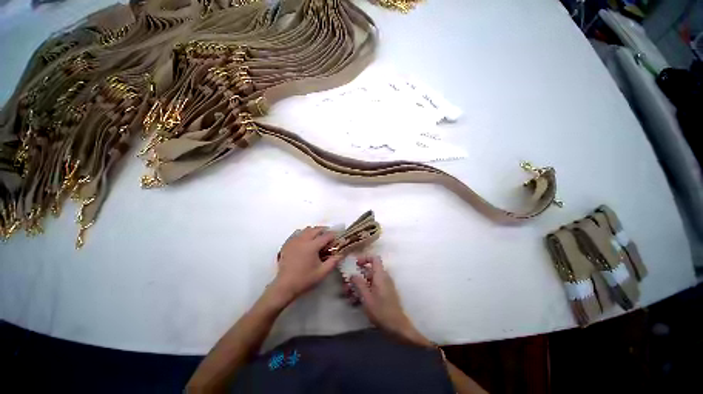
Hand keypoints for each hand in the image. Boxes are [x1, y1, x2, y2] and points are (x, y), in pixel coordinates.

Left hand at [270, 226, 343, 304]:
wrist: (285, 286)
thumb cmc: (305, 279)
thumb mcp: (322, 272)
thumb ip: (334, 261)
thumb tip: (342, 253)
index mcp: (312, 246)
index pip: (326, 235)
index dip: (333, 236)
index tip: (337, 239)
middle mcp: (303, 240)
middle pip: (316, 229)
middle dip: (324, 231)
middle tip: (329, 238)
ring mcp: (294, 241)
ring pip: (306, 230)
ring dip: (314, 232)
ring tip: (317, 239)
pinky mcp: (287, 244)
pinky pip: (297, 234)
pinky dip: (304, 235)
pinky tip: (306, 242)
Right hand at [351, 256, 431, 347]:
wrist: (397, 327)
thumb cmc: (381, 311)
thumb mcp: (366, 297)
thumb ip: (359, 283)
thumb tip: (352, 274)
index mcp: (380, 275)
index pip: (374, 258)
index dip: (364, 258)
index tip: (354, 264)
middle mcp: (383, 277)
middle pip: (369, 270)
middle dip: (356, 276)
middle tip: (346, 284)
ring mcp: (384, 286)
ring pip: (369, 280)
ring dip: (358, 285)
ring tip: (348, 295)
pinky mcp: (384, 294)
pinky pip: (372, 287)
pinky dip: (363, 291)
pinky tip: (355, 301)